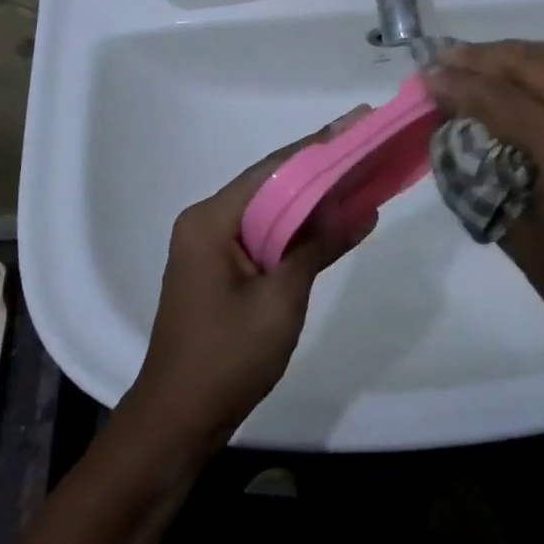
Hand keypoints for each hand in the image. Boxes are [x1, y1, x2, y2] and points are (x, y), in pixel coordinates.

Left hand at [124, 110, 374, 456]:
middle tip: (366, 144)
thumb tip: (362, 208)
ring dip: (313, 199)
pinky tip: (334, 220)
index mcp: (211, 219)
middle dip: (320, 167)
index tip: (358, 122)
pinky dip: (299, 229)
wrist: (178, 422)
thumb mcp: (281, 299)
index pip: (273, 169)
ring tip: (360, 174)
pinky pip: (266, 235)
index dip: (319, 145)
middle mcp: (208, 222)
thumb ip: (318, 246)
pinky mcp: (223, 270)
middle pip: (272, 184)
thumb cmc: (226, 358)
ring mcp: (213, 247)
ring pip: (271, 210)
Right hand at [423, 41, 543, 401]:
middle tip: (447, 57)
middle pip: (538, 66)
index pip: (505, 100)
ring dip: (521, 55)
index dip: (460, 83)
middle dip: (486, 57)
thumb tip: (451, 129)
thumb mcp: (517, 236)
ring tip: (481, 59)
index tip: (425, 75)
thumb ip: (483, 173)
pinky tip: (526, 78)